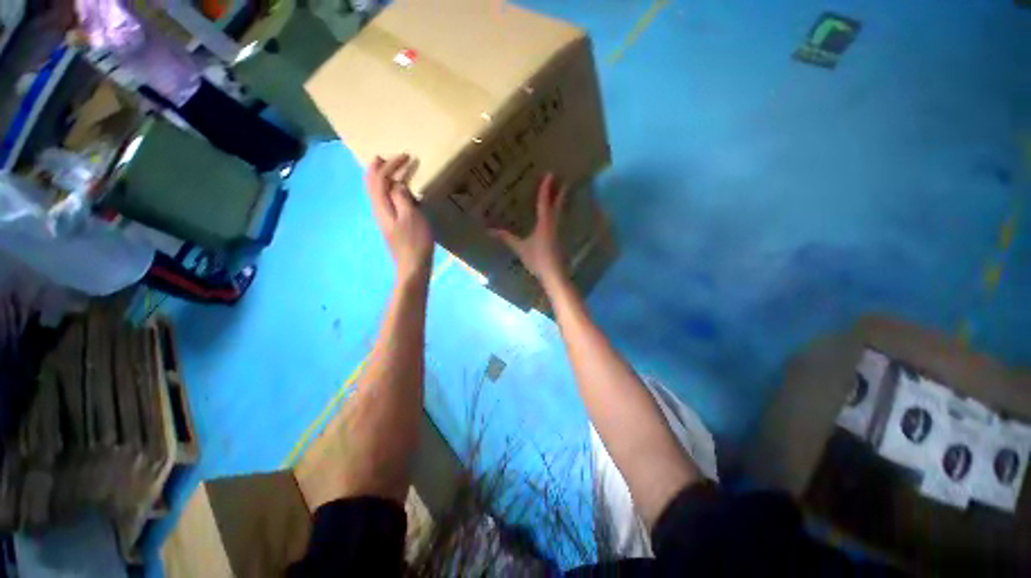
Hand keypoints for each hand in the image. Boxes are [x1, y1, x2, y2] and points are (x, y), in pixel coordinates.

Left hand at [365, 154, 433, 280]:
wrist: (412, 266)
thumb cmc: (414, 241)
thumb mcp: (411, 217)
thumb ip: (402, 197)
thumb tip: (397, 184)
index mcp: (382, 206)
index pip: (380, 178)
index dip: (391, 165)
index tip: (406, 156)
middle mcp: (378, 210)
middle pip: (372, 184)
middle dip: (378, 168)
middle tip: (385, 157)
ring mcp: (384, 219)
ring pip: (377, 192)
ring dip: (381, 178)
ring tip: (390, 170)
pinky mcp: (391, 225)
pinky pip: (385, 200)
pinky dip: (388, 190)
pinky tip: (397, 192)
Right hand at [490, 173, 567, 284]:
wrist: (555, 275)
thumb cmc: (537, 259)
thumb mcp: (520, 248)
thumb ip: (506, 238)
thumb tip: (489, 230)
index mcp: (544, 223)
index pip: (545, 201)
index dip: (546, 188)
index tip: (551, 174)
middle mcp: (554, 224)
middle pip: (557, 204)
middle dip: (559, 192)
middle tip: (562, 180)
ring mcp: (559, 232)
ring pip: (560, 212)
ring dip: (560, 201)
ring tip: (561, 193)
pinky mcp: (560, 239)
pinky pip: (559, 220)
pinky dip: (558, 213)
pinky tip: (556, 216)